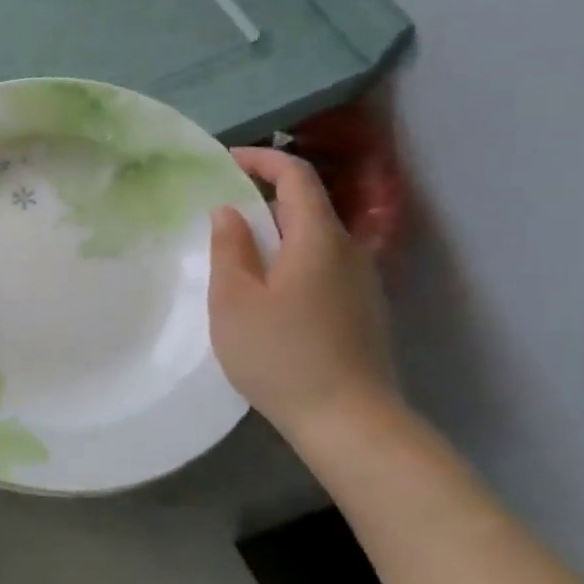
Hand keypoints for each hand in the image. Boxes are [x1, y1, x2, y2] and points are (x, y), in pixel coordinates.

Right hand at [209, 146, 397, 437]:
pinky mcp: (363, 312)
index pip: (296, 176)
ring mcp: (362, 283)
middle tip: (220, 217)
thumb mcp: (235, 300)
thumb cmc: (282, 355)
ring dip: (276, 236)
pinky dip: (292, 262)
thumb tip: (230, 212)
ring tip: (238, 260)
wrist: (351, 423)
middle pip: (306, 207)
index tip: (226, 161)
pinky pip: (323, 268)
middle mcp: (348, 251)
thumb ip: (229, 248)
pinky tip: (269, 298)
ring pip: (314, 240)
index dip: (261, 159)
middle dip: (262, 200)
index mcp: (318, 238)